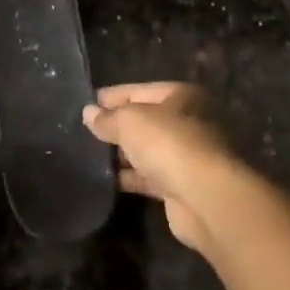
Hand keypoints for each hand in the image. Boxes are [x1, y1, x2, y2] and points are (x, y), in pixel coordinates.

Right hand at [82, 83, 236, 254]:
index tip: (85, 105)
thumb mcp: (130, 121)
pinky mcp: (183, 187)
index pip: (139, 91)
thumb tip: (88, 113)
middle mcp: (190, 123)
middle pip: (146, 121)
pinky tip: (106, 180)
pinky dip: (131, 177)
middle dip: (117, 127)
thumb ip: (107, 118)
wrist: (205, 198)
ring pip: (148, 151)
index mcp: (183, 97)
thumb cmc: (169, 144)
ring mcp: (189, 157)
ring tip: (88, 157)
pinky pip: (150, 177)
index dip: (111, 97)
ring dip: (122, 155)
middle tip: (83, 133)